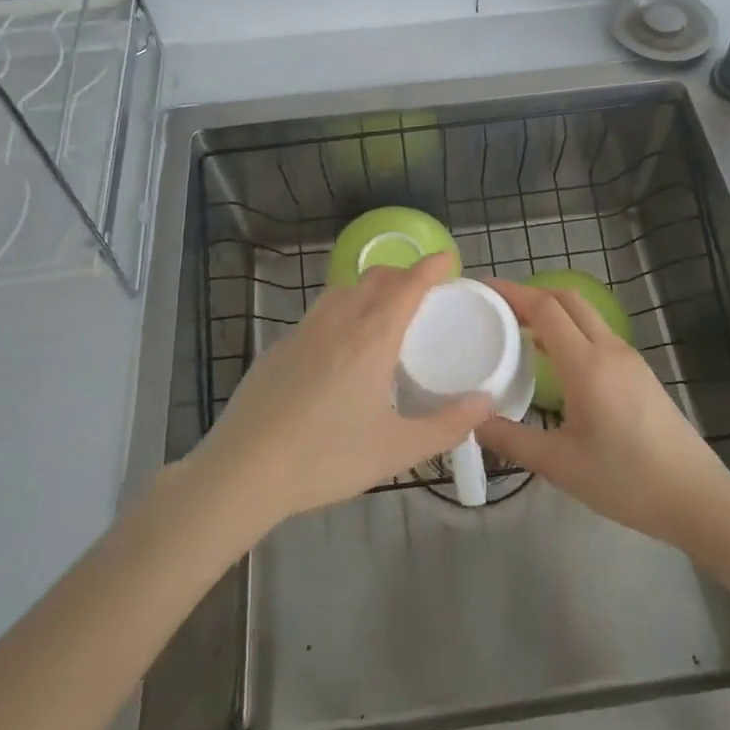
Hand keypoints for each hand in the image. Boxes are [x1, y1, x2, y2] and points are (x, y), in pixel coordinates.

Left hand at [190, 254, 493, 526]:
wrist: (243, 470)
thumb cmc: (326, 459)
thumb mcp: (396, 450)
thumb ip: (447, 425)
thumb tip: (486, 402)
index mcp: (371, 338)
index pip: (408, 286)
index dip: (430, 267)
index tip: (447, 259)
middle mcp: (338, 322)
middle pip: (375, 278)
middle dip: (402, 274)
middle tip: (422, 292)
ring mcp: (302, 332)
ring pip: (343, 290)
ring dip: (370, 288)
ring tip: (383, 312)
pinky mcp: (278, 348)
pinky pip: (318, 313)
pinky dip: (341, 310)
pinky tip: (339, 347)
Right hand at [478, 278, 729, 551]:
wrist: (696, 498)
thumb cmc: (625, 480)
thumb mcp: (559, 464)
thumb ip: (511, 439)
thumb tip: (474, 421)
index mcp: (587, 365)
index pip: (545, 309)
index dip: (513, 292)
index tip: (485, 288)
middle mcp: (610, 350)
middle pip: (568, 300)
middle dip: (533, 294)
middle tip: (499, 307)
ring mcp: (630, 360)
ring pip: (587, 316)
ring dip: (554, 312)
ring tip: (521, 331)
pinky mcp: (641, 375)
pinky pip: (599, 336)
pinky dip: (571, 331)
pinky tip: (556, 361)